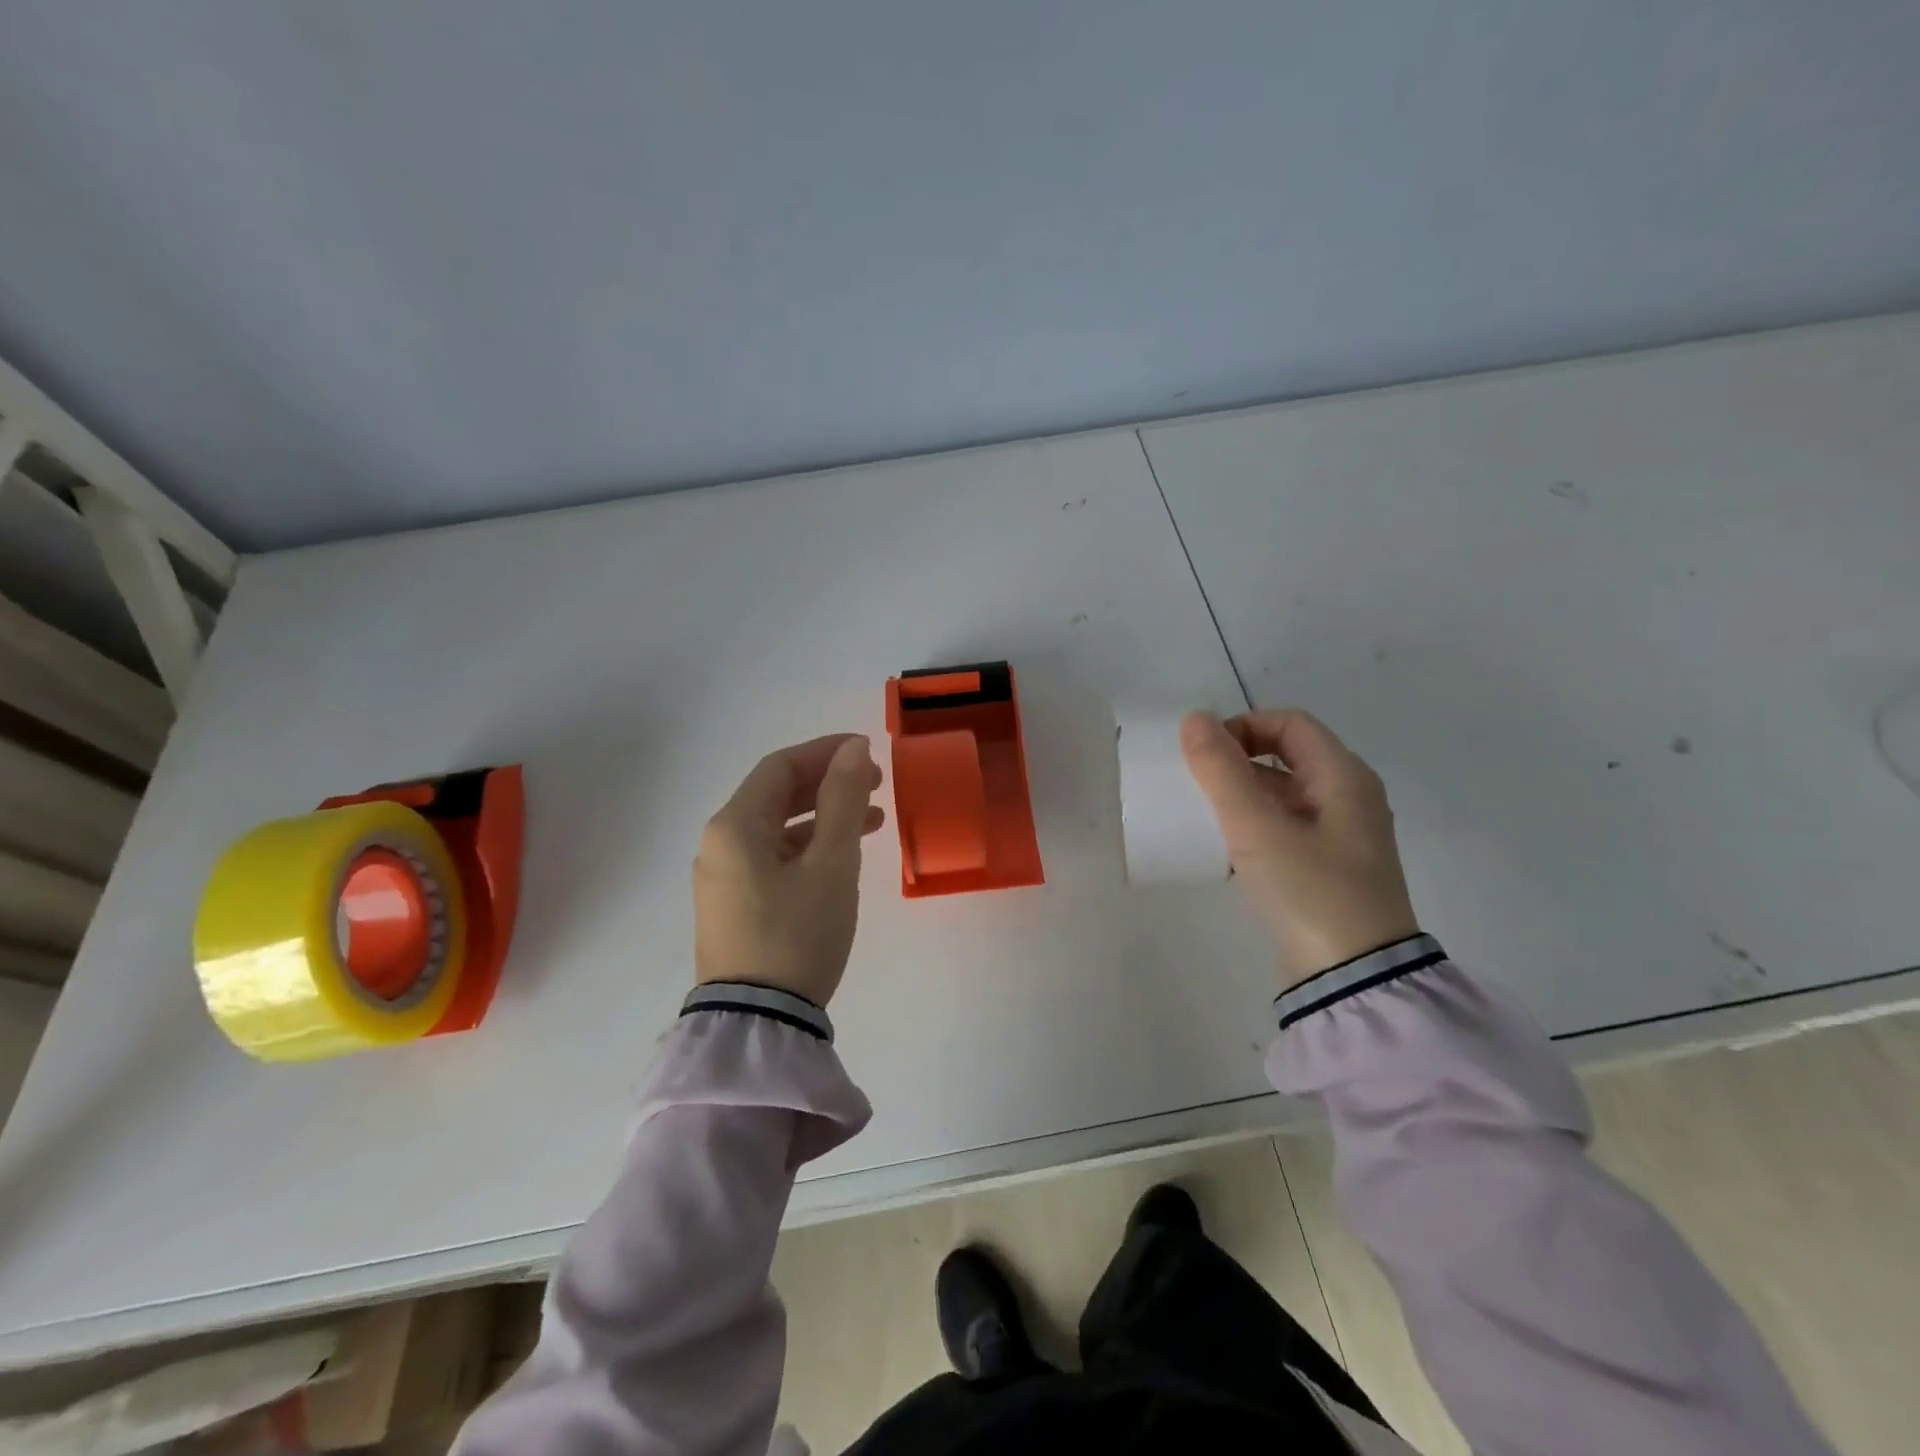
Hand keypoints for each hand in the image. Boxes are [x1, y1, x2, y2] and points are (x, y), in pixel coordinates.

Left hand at [694, 734, 885, 1004]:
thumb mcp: (831, 863)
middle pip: (776, 795)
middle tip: (876, 784)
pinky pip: (774, 859)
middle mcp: (720, 845)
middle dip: (828, 783)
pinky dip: (809, 848)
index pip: (781, 766)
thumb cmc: (797, 932)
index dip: (826, 752)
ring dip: (824, 817)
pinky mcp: (735, 908)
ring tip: (874, 821)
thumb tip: (854, 748)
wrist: (758, 1024)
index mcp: (734, 825)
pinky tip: (842, 859)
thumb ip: (843, 799)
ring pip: (778, 829)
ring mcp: (724, 879)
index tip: (868, 752)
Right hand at [1181, 709, 1418, 988]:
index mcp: (1344, 777)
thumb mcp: (1257, 827)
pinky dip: (1255, 824)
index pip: (1290, 723)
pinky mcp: (1329, 869)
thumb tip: (1193, 719)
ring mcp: (1341, 836)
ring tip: (1205, 814)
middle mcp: (1349, 798)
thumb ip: (1221, 771)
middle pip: (1288, 755)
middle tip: (1197, 783)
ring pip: (1284, 793)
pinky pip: (1286, 827)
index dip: (1243, 726)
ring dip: (1243, 793)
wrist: (1354, 979)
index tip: (1204, 754)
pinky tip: (1228, 847)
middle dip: (1238, 760)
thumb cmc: (1310, 891)